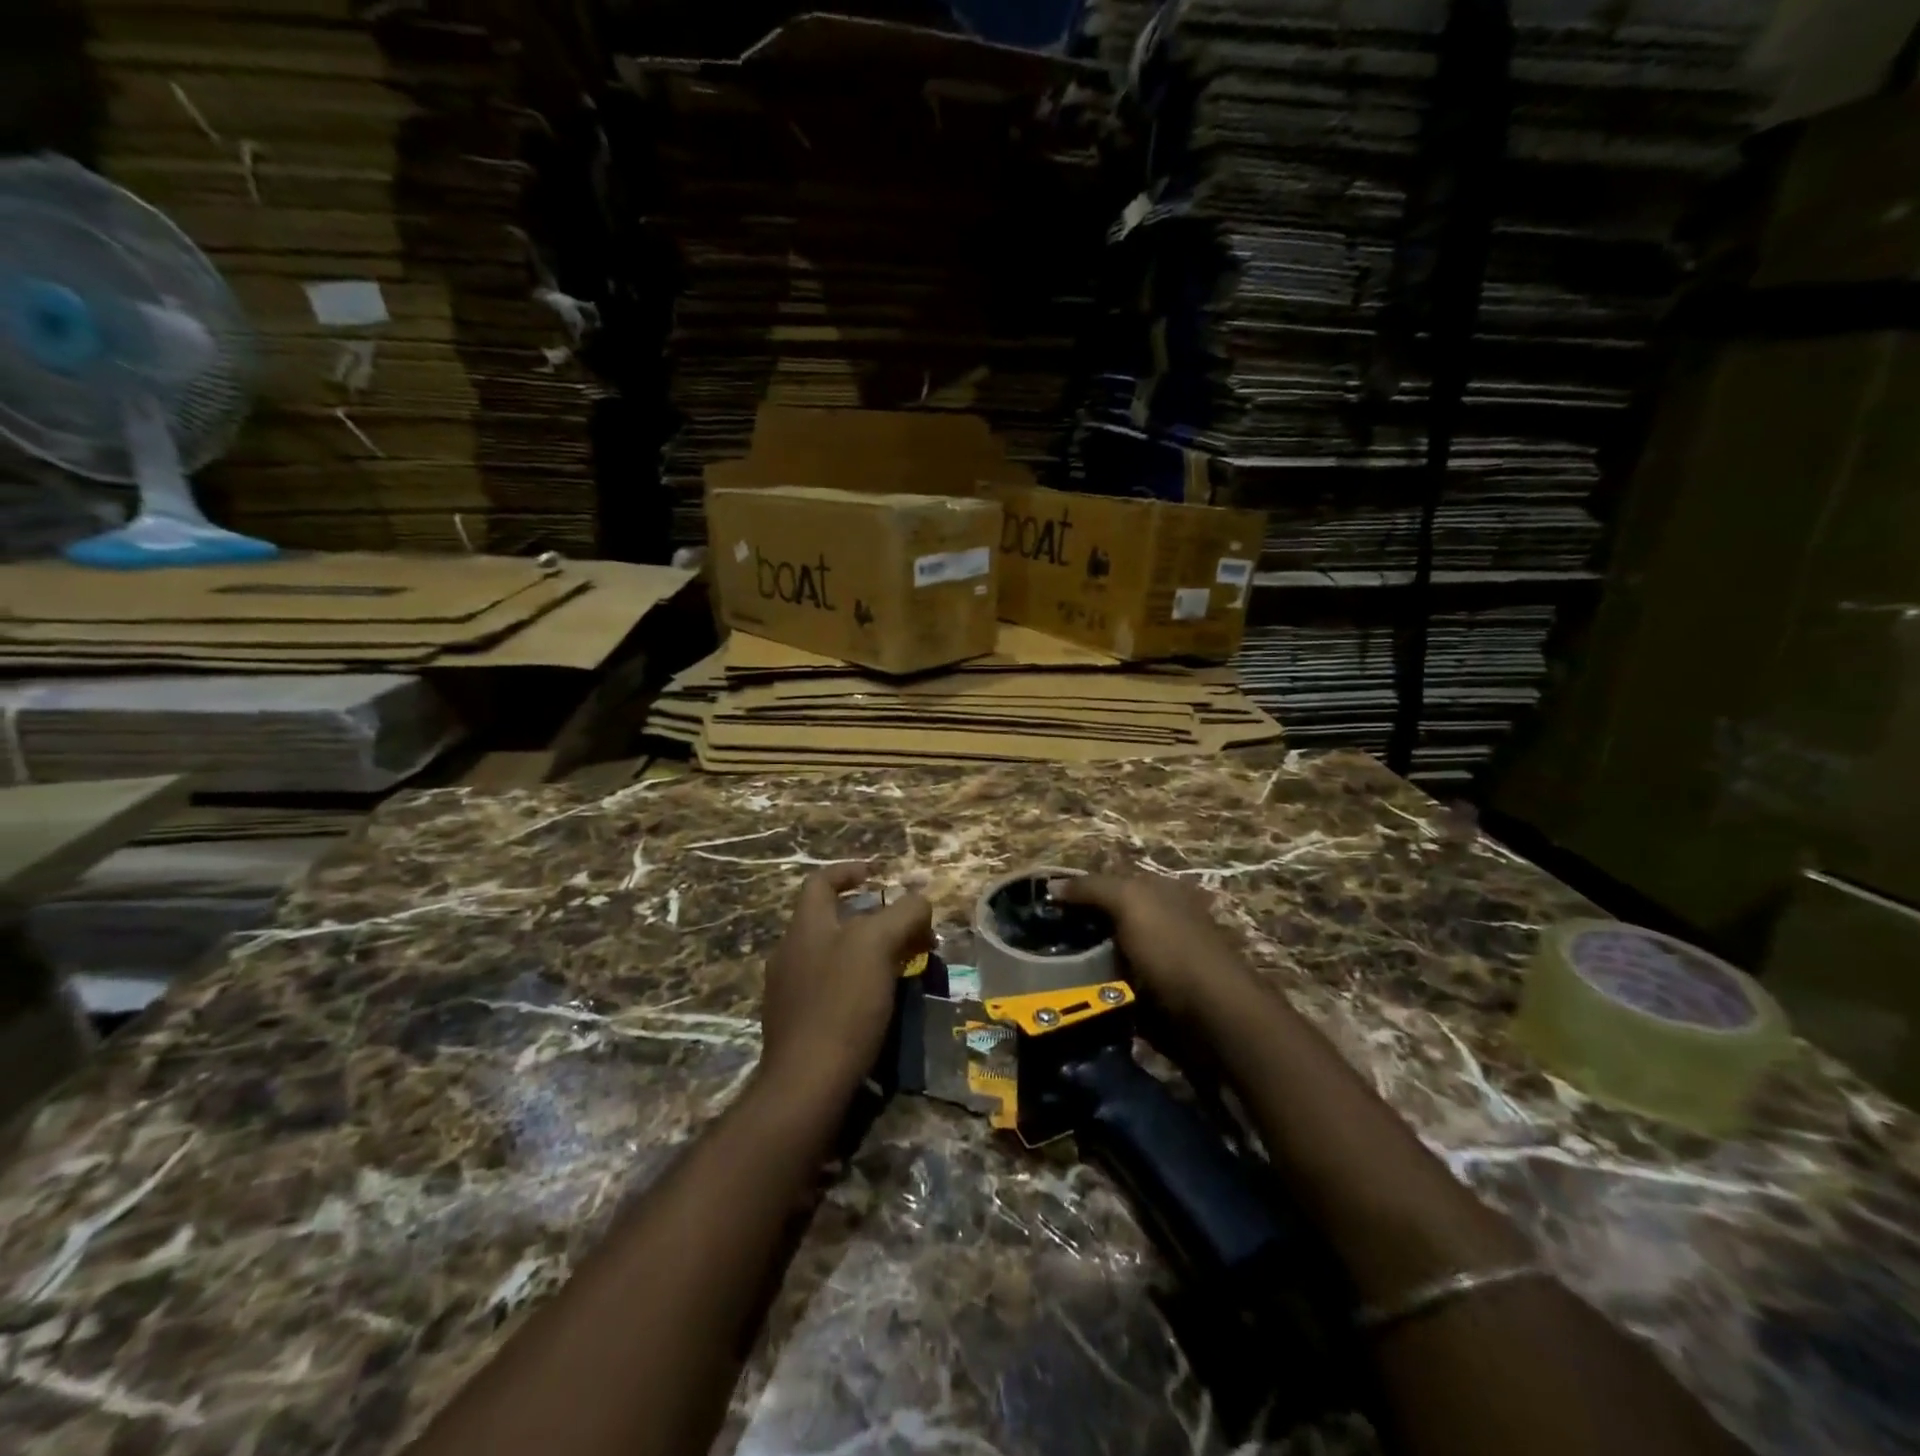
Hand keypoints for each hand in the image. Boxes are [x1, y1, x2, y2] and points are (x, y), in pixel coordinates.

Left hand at [759, 862, 931, 1100]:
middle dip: (872, 919)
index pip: (820, 882)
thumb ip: (901, 914)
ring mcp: (789, 991)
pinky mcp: (797, 1025)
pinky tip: (881, 1002)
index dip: (849, 872)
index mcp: (804, 927)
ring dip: (868, 953)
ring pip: (833, 956)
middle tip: (909, 931)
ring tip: (903, 966)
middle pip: (831, 920)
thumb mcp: (878, 946)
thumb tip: (920, 899)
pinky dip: (857, 984)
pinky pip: (831, 989)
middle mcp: (790, 953)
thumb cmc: (842, 1004)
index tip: (879, 875)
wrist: (806, 1084)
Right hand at [1050, 873, 1248, 1019]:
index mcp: (1161, 892)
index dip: (1079, 891)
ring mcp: (1161, 962)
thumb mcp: (1130, 902)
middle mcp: (1162, 922)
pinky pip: (1118, 988)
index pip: (1111, 883)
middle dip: (1079, 930)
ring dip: (1086, 965)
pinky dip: (1100, 991)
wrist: (1213, 1016)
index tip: (1046, 908)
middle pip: (1110, 920)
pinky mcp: (1158, 997)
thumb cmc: (1172, 949)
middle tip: (1042, 942)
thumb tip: (1052, 884)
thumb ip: (1092, 888)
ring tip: (1051, 972)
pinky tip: (1078, 995)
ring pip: (1111, 956)